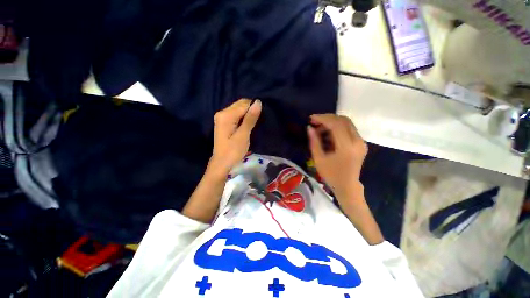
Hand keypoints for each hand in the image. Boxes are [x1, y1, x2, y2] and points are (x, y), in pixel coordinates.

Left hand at [209, 99, 261, 175]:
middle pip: (240, 105)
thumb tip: (258, 102)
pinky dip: (244, 118)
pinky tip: (247, 125)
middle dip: (251, 110)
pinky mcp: (224, 122)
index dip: (254, 109)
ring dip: (248, 114)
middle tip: (258, 122)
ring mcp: (222, 117)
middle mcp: (222, 113)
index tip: (261, 118)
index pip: (244, 104)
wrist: (222, 164)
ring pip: (239, 109)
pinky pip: (236, 115)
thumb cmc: (233, 151)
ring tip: (254, 124)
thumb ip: (250, 118)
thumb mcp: (243, 135)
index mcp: (226, 115)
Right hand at [307, 114, 367, 202]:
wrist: (347, 186)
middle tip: (315, 121)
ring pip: (347, 123)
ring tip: (319, 128)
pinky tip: (328, 133)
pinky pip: (349, 129)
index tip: (312, 118)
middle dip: (328, 118)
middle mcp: (357, 141)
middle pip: (344, 120)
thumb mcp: (319, 159)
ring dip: (332, 122)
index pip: (336, 124)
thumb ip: (314, 141)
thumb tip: (310, 128)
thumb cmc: (331, 175)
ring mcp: (361, 142)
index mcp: (347, 147)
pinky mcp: (361, 143)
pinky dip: (338, 127)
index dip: (323, 119)